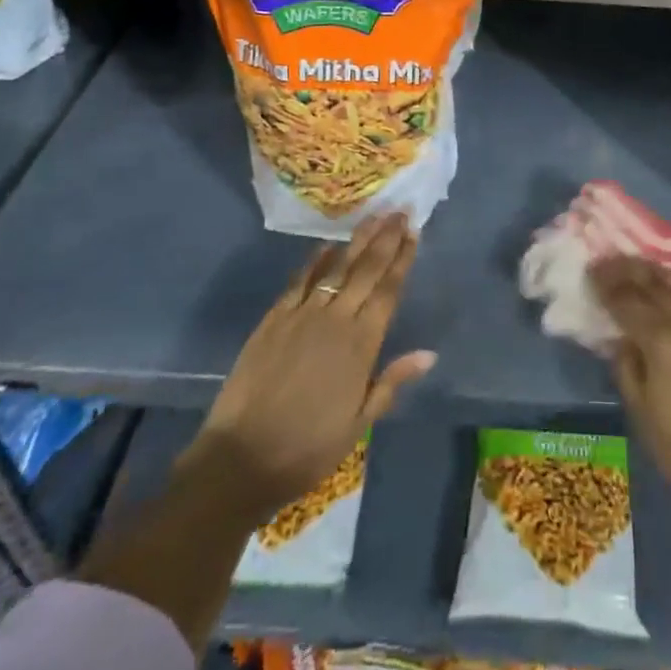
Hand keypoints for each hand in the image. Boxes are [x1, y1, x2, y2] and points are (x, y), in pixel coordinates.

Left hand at [181, 213, 435, 524]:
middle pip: (366, 269)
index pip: (388, 291)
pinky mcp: (274, 317)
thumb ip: (391, 382)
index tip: (414, 232)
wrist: (242, 459)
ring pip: (336, 266)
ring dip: (357, 240)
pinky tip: (327, 244)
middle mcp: (336, 319)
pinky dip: (315, 259)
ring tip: (373, 216)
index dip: (402, 259)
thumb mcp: (358, 424)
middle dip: (386, 238)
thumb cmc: (307, 448)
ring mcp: (302, 314)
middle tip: (400, 211)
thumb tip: (429, 353)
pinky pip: (300, 279)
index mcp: (361, 345)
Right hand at [591, 256, 670, 528]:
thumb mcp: (643, 417)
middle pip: (655, 285)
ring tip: (646, 267)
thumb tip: (621, 340)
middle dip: (631, 270)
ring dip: (661, 275)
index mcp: (660, 341)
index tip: (593, 269)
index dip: (607, 284)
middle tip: (615, 260)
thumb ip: (627, 371)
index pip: (626, 300)